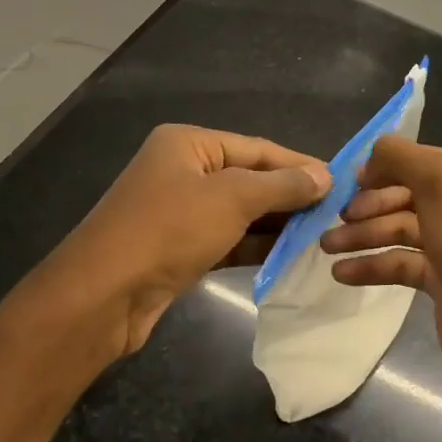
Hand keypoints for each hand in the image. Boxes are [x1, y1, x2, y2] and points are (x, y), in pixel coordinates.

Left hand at [26, 124, 328, 357]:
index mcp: (189, 144)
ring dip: (276, 223)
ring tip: (320, 234)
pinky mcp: (178, 249)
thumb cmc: (168, 230)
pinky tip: (288, 256)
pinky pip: (227, 239)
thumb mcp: (232, 198)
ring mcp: (178, 212)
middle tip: (335, 211)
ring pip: (240, 212)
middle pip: (249, 178)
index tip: (340, 181)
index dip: (299, 165)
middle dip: (290, 196)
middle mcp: (182, 171)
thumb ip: (282, 185)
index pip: (257, 148)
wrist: (101, 297)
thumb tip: (324, 177)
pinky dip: (255, 246)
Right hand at [320, 137, 441, 389]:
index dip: (385, 167)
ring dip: (364, 235)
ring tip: (327, 247)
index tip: (349, 181)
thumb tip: (374, 152)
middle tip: (336, 219)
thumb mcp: (440, 184)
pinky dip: (373, 264)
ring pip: (401, 229)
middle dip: (369, 206)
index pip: (423, 160)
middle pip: (408, 194)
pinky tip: (341, 272)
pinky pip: (401, 262)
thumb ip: (402, 157)